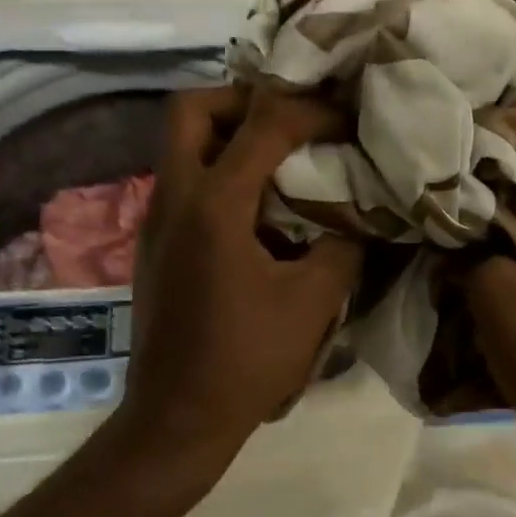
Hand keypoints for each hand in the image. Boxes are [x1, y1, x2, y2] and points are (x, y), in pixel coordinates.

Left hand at [115, 86, 362, 471]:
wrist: (177, 418)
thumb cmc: (247, 359)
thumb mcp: (313, 301)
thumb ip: (344, 245)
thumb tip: (360, 217)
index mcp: (213, 205)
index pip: (263, 124)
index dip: (311, 111)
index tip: (347, 119)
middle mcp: (174, 197)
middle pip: (191, 108)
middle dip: (243, 99)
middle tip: (290, 119)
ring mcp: (156, 220)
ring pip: (181, 143)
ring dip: (229, 134)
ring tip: (282, 156)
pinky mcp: (155, 244)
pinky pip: (184, 180)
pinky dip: (219, 171)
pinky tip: (260, 208)